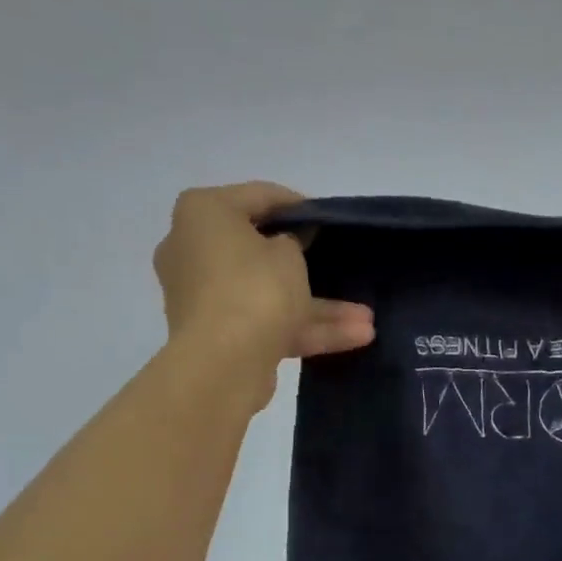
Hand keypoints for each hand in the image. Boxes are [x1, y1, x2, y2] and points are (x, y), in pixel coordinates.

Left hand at [153, 182, 375, 406]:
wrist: (221, 364)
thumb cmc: (253, 288)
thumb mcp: (288, 253)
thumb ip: (292, 242)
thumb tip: (284, 247)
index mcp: (203, 214)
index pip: (258, 197)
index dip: (298, 205)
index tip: (328, 219)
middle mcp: (194, 250)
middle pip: (260, 251)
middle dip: (310, 265)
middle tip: (341, 266)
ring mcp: (205, 298)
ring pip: (270, 295)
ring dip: (319, 307)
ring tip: (367, 318)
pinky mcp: (219, 337)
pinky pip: (267, 324)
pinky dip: (305, 329)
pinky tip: (355, 338)